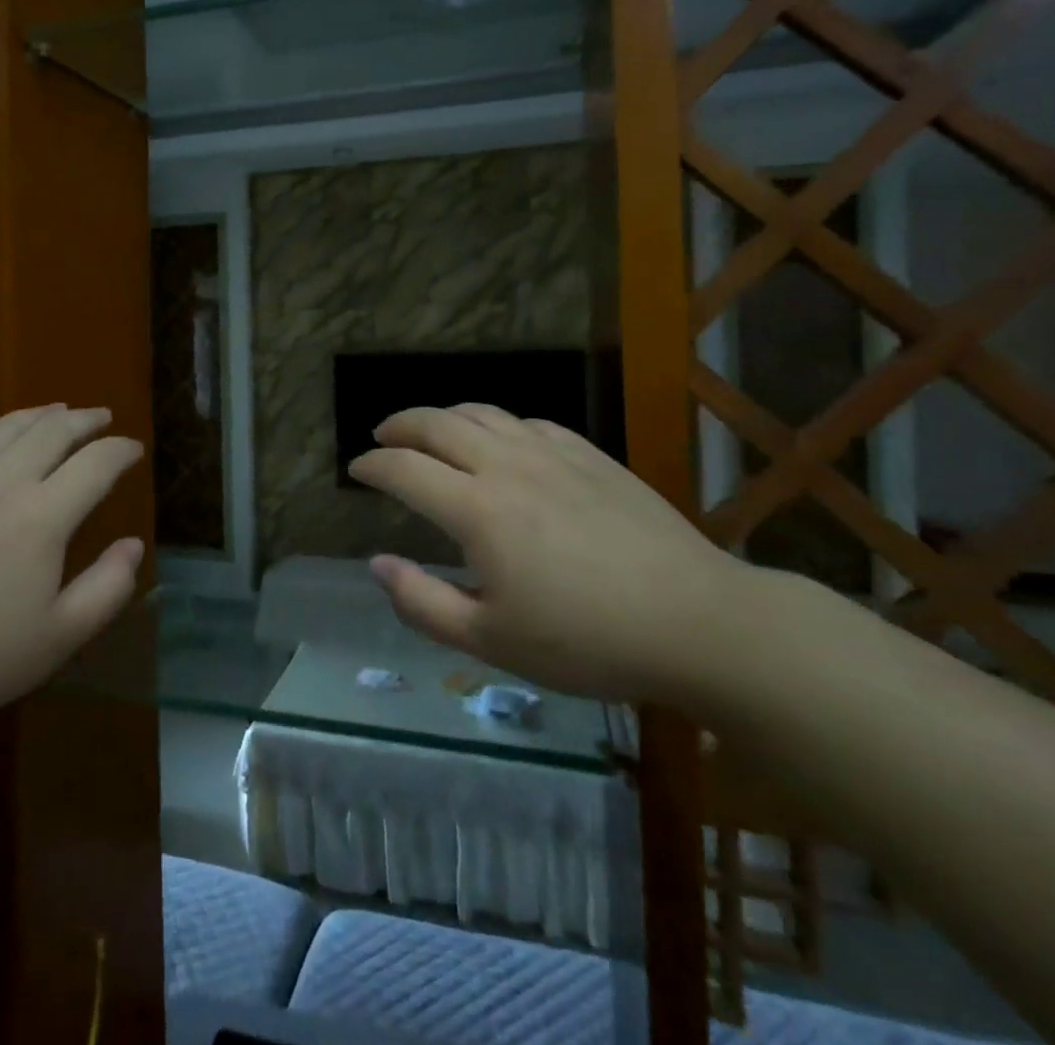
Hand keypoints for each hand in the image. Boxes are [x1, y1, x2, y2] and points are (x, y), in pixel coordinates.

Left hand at [0, 405, 144, 751]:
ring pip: (8, 426)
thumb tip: (133, 545)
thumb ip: (108, 588)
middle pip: (54, 430)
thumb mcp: (58, 638)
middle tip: (104, 419)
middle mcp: (2, 481)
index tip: (135, 450)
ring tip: (59, 413)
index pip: (96, 463)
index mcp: (41, 517)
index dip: (121, 451)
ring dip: (42, 415)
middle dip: (86, 420)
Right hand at [350, 404, 752, 704]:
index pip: (404, 469)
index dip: (372, 466)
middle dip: (399, 425)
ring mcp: (552, 453)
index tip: (356, 471)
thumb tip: (378, 564)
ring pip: (482, 413)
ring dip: (444, 416)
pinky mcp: (590, 455)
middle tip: (381, 437)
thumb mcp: (492, 641)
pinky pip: (527, 422)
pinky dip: (496, 424)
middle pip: (436, 424)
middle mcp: (507, 466)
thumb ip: (422, 603)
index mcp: (477, 510)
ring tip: (430, 431)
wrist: (699, 622)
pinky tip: (500, 441)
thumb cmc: (588, 641)